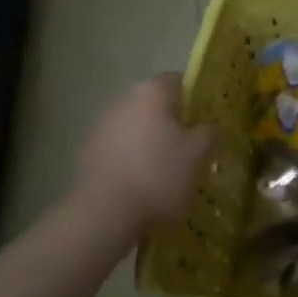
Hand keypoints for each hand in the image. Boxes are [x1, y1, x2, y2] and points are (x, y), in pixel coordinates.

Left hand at [71, 74, 216, 230]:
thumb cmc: (158, 174)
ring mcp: (101, 126)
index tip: (208, 121)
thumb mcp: (198, 154)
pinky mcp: (87, 154)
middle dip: (174, 122)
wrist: (103, 215)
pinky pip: (119, 149)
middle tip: (192, 147)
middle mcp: (124, 100)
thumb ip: (210, 133)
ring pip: (137, 127)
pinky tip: (143, 185)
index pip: (180, 81)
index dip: (197, 99)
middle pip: (156, 105)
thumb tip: (211, 128)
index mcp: (152, 91)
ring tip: (168, 171)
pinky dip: (132, 160)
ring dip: (151, 142)